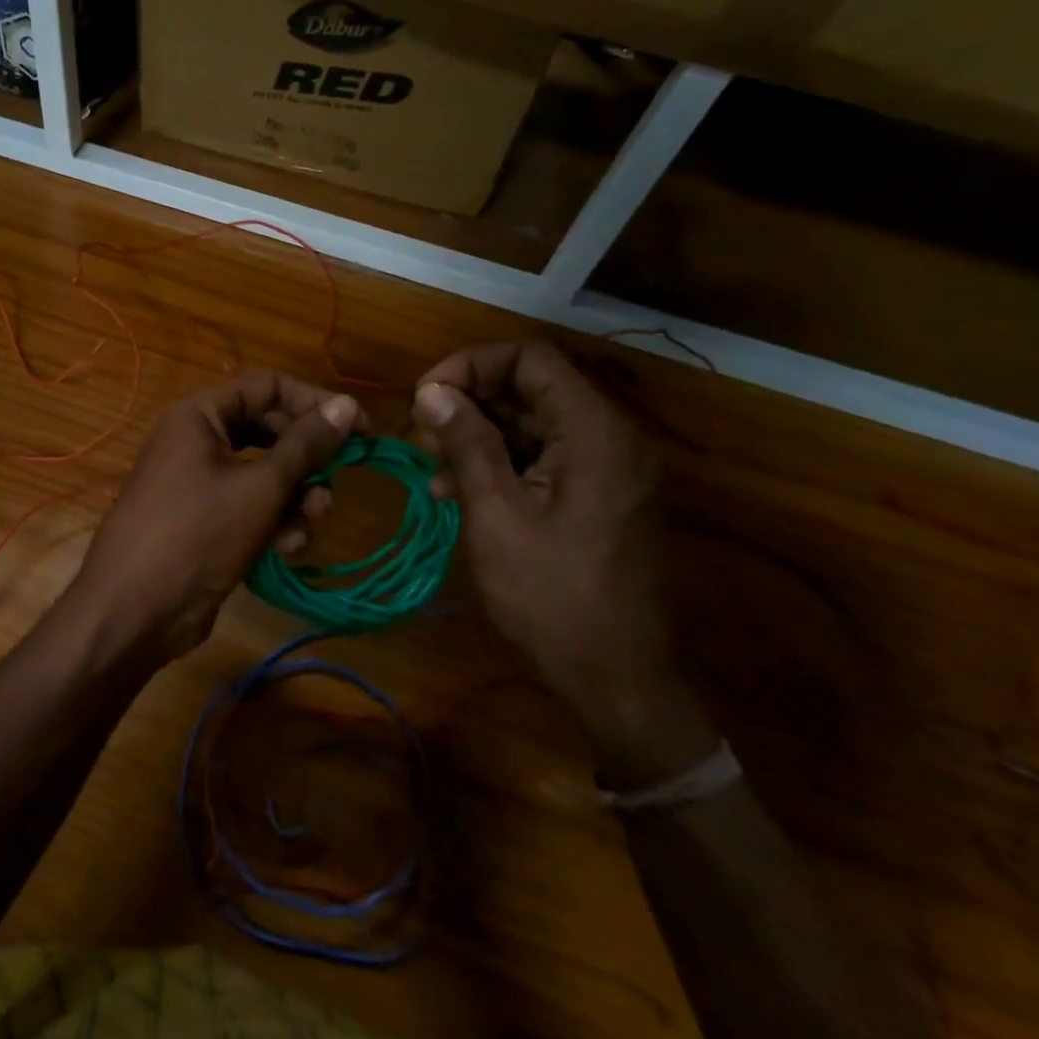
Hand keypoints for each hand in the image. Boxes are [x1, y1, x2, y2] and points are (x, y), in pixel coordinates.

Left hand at [62, 372, 366, 666]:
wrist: (136, 610)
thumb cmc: (198, 533)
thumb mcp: (260, 487)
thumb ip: (306, 444)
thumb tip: (346, 404)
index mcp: (200, 414)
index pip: (268, 386)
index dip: (315, 403)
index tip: (359, 429)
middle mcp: (198, 438)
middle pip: (268, 430)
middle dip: (306, 460)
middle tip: (335, 482)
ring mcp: (199, 479)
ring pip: (264, 472)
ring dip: (294, 496)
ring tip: (308, 522)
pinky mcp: (206, 518)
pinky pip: (250, 504)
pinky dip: (272, 520)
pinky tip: (285, 548)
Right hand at [412, 339, 714, 785]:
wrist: (617, 680)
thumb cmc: (552, 596)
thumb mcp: (496, 513)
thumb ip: (466, 443)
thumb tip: (431, 390)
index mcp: (594, 432)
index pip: (529, 358)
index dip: (471, 365)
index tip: (426, 396)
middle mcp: (608, 438)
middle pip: (530, 387)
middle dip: (468, 402)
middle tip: (420, 434)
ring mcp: (605, 469)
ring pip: (531, 423)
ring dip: (477, 434)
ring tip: (430, 465)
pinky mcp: (596, 496)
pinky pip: (542, 458)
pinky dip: (498, 463)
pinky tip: (455, 491)